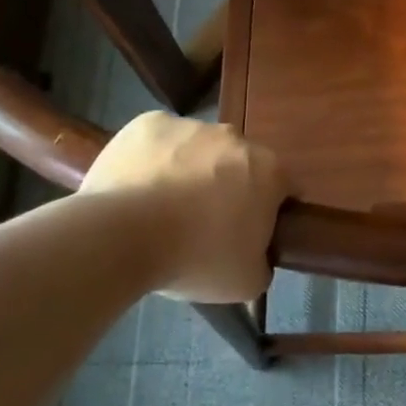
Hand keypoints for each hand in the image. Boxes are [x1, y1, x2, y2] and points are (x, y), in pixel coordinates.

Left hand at [80, 113, 285, 301]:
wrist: (120, 237)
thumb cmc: (195, 258)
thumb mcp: (247, 282)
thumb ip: (263, 262)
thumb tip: (256, 255)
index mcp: (269, 171)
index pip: (285, 188)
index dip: (271, 211)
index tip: (251, 234)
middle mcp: (235, 138)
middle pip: (240, 164)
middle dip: (229, 188)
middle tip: (205, 225)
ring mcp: (190, 126)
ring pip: (198, 150)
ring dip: (191, 172)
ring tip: (163, 209)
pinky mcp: (148, 124)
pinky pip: (160, 142)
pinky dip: (155, 160)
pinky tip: (139, 190)